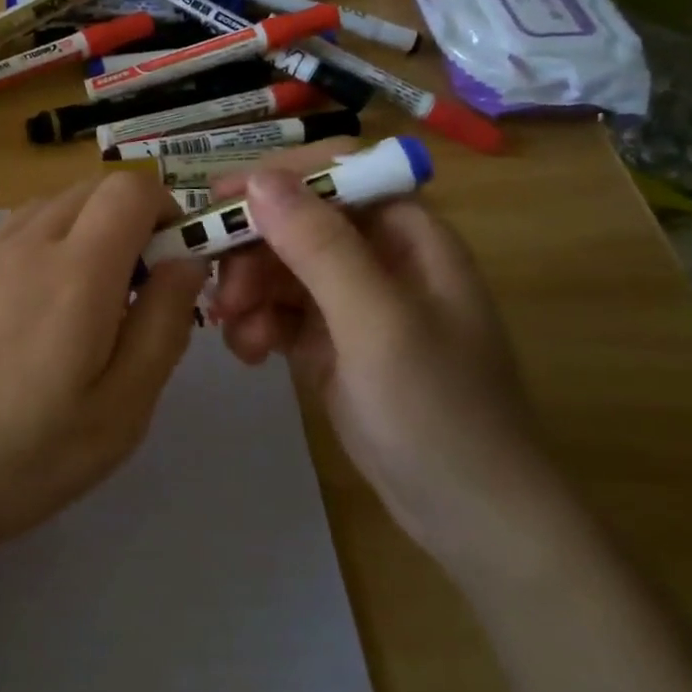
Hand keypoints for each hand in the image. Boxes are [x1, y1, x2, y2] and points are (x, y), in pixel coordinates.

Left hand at [0, 172, 206, 566]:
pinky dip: (41, 250)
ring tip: (82, 308)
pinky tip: (28, 319)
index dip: (165, 210)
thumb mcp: (119, 412)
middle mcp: (25, 243)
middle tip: (133, 294)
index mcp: (76, 270)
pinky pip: (11, 236)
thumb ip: (163, 327)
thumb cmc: (19, 456)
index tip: (172, 264)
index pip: (130, 188)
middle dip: (128, 222)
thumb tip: (187, 263)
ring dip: (83, 234)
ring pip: (49, 210)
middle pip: (90, 191)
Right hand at [208, 140, 574, 579]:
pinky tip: (249, 354)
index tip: (221, 202)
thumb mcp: (376, 322)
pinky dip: (258, 324)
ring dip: (249, 291)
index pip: (336, 173)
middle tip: (223, 291)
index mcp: (408, 235)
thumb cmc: (436, 411)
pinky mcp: (332, 342)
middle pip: (299, 221)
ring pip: (282, 267)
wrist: (470, 518)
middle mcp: (379, 257)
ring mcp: (354, 302)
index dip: (279, 177)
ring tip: (234, 332)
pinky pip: (281, 311)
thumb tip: (260, 179)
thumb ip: (319, 247)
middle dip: (254, 249)